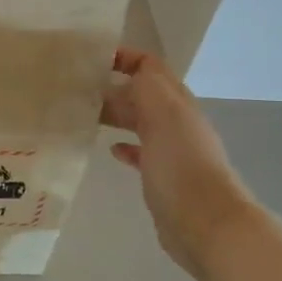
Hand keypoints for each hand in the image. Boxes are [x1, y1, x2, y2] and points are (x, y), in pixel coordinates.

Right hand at [103, 48, 254, 276]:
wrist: (206, 223)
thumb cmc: (181, 164)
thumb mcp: (163, 114)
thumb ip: (146, 87)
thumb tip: (124, 74)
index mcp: (176, 102)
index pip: (150, 66)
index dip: (124, 57)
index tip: (90, 60)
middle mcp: (175, 121)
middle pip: (142, 93)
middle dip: (113, 86)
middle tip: (76, 90)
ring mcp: (170, 150)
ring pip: (139, 121)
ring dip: (116, 115)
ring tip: (85, 115)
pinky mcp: (161, 176)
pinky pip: (141, 152)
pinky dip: (125, 146)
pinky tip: (111, 150)